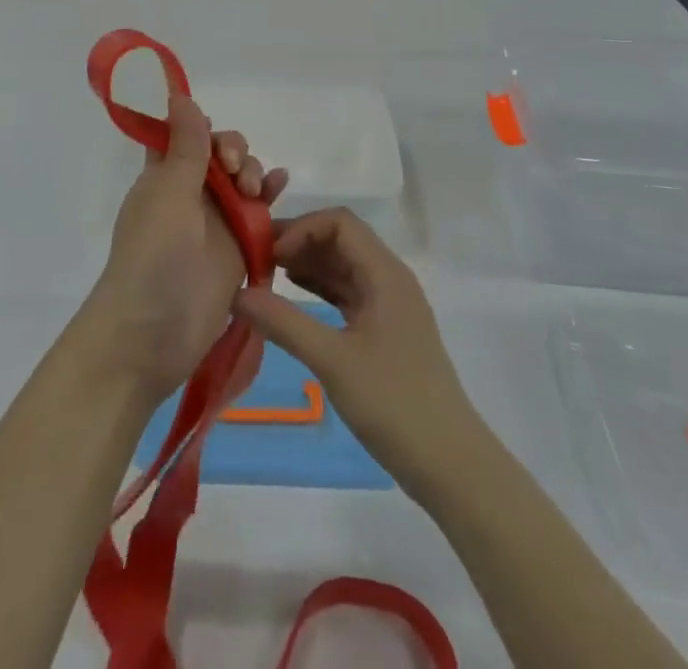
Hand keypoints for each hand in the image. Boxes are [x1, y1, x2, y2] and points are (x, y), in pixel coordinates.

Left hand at [81, 93, 287, 402]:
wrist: (153, 334)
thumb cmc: (153, 257)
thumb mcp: (168, 194)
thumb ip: (185, 147)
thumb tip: (180, 95)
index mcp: (162, 176)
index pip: (183, 135)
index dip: (201, 127)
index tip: (214, 138)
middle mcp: (188, 193)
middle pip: (219, 154)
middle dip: (235, 151)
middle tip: (237, 170)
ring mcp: (215, 222)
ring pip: (241, 180)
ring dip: (253, 171)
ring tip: (257, 188)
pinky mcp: (237, 248)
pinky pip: (258, 212)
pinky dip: (270, 195)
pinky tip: (282, 184)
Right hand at [232, 209, 477, 490]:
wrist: (451, 465)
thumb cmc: (395, 404)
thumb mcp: (332, 361)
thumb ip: (284, 323)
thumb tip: (236, 292)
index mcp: (385, 274)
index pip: (339, 223)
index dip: (301, 228)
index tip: (268, 254)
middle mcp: (390, 279)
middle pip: (341, 239)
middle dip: (299, 242)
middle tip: (256, 260)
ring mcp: (390, 305)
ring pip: (344, 266)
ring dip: (308, 265)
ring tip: (266, 277)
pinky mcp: (386, 331)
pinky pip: (348, 293)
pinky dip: (320, 289)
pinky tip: (292, 299)